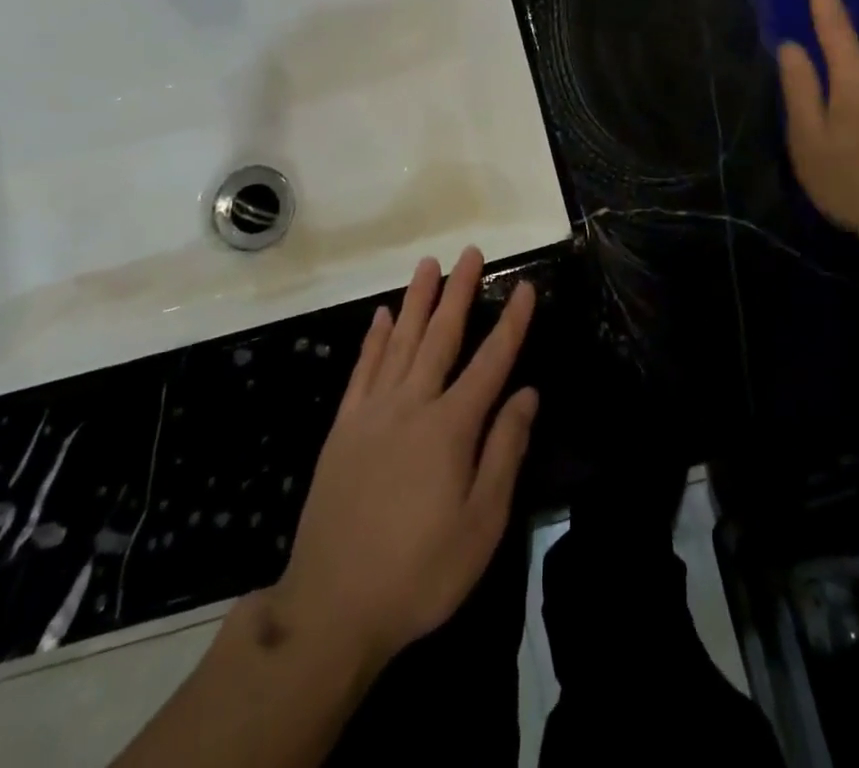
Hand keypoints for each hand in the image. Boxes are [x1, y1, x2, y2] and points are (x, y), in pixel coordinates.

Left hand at [268, 247, 537, 676]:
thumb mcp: (481, 524)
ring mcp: (372, 413)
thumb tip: (527, 393)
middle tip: (470, 253)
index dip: (511, 322)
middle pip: (441, 336)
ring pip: (401, 341)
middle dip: (459, 292)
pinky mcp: (344, 428)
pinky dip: (374, 339)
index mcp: (451, 427)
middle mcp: (412, 405)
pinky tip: (383, 316)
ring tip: (428, 264)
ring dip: (417, 300)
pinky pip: (363, 370)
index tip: (524, 286)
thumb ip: (505, 451)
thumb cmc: (420, 571)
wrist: (331, 607)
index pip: (491, 361)